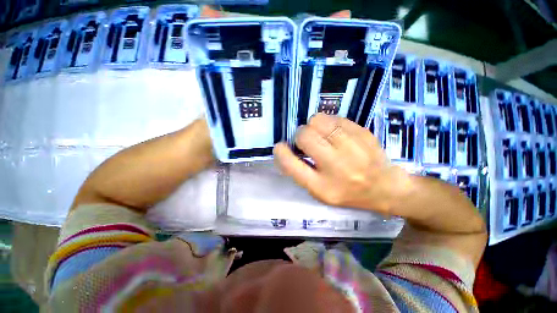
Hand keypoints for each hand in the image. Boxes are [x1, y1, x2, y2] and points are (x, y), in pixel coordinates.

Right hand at [274, 114, 412, 214]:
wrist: (385, 187)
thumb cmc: (347, 192)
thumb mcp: (319, 191)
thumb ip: (300, 171)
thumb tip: (286, 149)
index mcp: (322, 186)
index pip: (291, 165)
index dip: (281, 152)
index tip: (281, 147)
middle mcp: (336, 166)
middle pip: (305, 135)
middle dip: (300, 135)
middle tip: (308, 141)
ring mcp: (352, 147)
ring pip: (318, 120)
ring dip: (314, 126)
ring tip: (322, 135)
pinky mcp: (363, 132)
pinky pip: (335, 118)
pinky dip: (330, 124)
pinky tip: (336, 134)